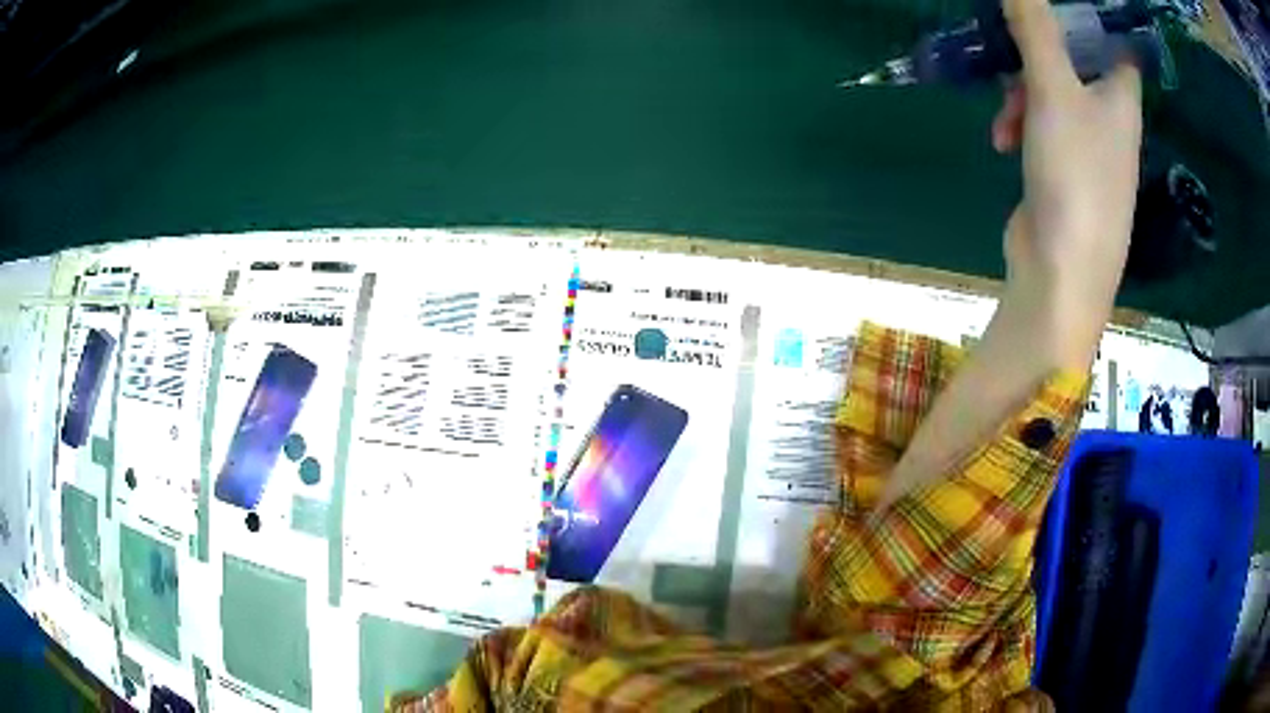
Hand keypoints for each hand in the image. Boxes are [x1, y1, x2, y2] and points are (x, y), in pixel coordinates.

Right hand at [991, 0, 1143, 367]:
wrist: (1063, 275)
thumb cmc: (1075, 178)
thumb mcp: (1053, 91)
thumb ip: (1036, 30)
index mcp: (1122, 99)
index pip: (1114, 42)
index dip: (1089, 19)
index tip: (1053, 7)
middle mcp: (1111, 121)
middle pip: (1076, 61)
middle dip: (1038, 52)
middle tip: (1011, 48)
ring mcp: (1089, 149)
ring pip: (1054, 93)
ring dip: (1022, 92)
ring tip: (1005, 115)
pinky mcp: (1064, 171)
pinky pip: (1043, 128)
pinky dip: (1021, 126)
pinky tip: (1003, 141)